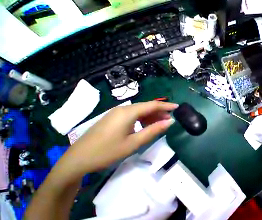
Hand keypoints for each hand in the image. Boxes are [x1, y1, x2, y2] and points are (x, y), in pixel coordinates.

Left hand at [57, 101, 177, 179]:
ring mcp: (113, 114)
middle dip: (157, 112)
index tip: (178, 108)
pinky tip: (141, 129)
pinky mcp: (109, 120)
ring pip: (135, 112)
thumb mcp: (132, 144)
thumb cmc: (108, 151)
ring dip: (148, 117)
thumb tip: (168, 122)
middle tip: (170, 121)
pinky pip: (128, 116)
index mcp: (127, 112)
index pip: (151, 105)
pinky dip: (138, 121)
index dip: (165, 106)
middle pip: (143, 107)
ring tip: (158, 126)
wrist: (83, 155)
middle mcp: (121, 109)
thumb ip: (151, 132)